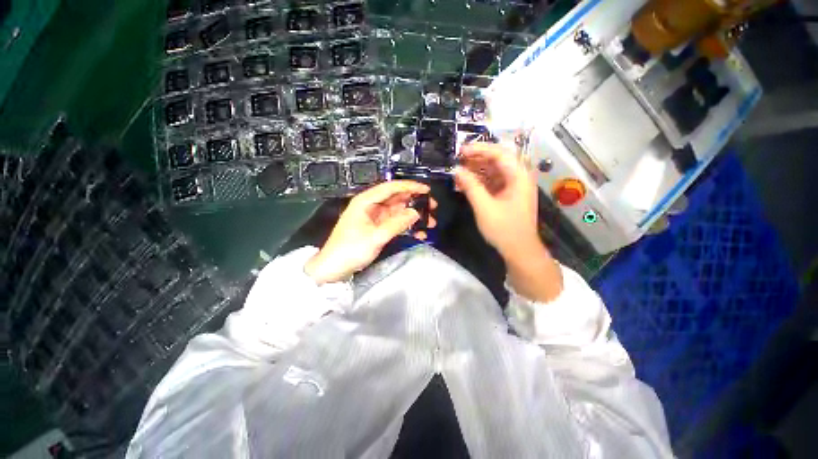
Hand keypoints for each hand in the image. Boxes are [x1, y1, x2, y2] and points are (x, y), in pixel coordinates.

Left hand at [304, 181, 436, 283]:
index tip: (427, 190)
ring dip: (414, 216)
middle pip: (397, 198)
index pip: (390, 188)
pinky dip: (407, 227)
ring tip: (430, 222)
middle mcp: (371, 206)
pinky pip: (396, 223)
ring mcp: (375, 217)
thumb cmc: (350, 249)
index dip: (409, 187)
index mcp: (366, 201)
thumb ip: (397, 224)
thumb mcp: (375, 237)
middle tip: (432, 207)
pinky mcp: (378, 228)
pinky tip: (419, 233)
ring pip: (399, 211)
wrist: (334, 268)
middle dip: (415, 202)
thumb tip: (416, 213)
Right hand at [456, 142, 562, 300]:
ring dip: (476, 170)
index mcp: (518, 176)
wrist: (519, 250)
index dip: (479, 149)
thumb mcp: (484, 207)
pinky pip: (492, 182)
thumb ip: (470, 186)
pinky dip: (479, 181)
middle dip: (476, 158)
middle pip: (497, 159)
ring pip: (493, 171)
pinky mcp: (507, 195)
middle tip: (457, 160)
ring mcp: (513, 186)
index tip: (461, 151)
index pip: (499, 153)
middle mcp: (518, 177)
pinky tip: (465, 183)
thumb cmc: (504, 229)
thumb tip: (456, 170)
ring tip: (458, 170)